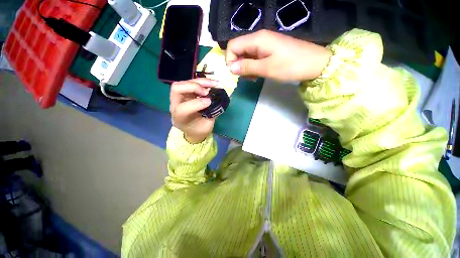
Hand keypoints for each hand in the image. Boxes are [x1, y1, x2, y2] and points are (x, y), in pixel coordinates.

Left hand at [170, 79, 217, 143]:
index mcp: (179, 118)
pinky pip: (191, 83)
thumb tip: (215, 100)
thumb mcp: (207, 126)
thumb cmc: (199, 130)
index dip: (196, 103)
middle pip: (177, 89)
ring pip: (184, 83)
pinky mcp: (185, 94)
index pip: (182, 108)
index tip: (209, 102)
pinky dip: (201, 82)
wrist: (193, 130)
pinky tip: (211, 84)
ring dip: (199, 82)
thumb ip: (210, 114)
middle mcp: (175, 106)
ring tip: (213, 83)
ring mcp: (179, 98)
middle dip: (193, 87)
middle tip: (207, 91)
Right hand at [226, 30, 331, 80]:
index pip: (232, 45)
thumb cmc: (290, 65)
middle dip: (238, 65)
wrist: (314, 64)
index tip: (235, 73)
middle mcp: (258, 39)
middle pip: (238, 50)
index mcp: (257, 39)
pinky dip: (253, 67)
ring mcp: (264, 45)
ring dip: (246, 67)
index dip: (230, 59)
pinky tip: (258, 75)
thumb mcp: (266, 68)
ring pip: (246, 55)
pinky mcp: (269, 51)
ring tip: (253, 78)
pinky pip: (254, 58)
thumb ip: (247, 67)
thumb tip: (230, 68)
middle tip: (246, 77)